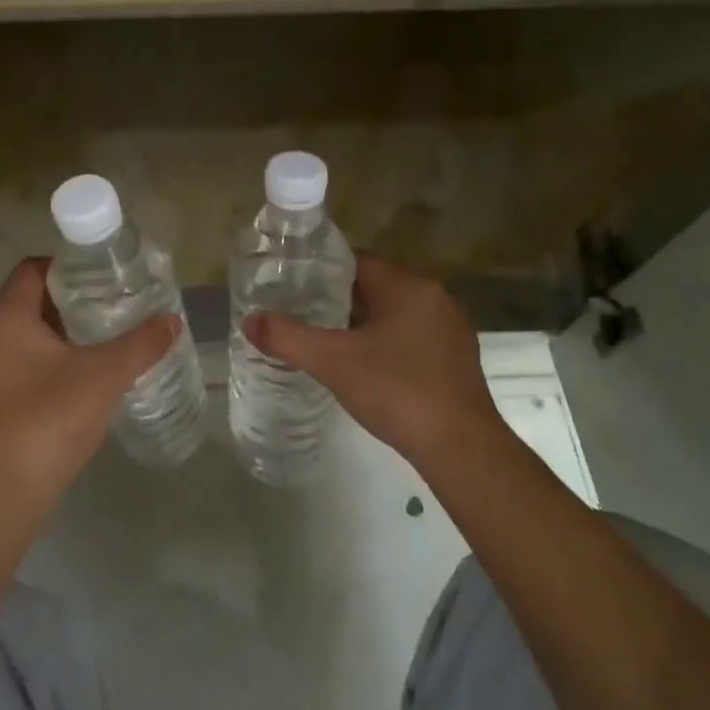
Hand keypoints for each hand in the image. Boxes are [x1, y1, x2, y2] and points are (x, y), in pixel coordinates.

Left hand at [0, 258, 180, 515]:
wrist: (5, 493)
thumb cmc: (49, 419)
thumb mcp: (105, 375)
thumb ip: (141, 344)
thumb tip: (173, 320)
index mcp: (8, 318)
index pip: (34, 269)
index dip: (70, 264)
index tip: (106, 272)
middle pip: (36, 300)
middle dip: (78, 299)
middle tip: (119, 300)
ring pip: (35, 334)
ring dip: (71, 331)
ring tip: (114, 333)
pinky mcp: (0, 399)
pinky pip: (32, 362)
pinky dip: (61, 359)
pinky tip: (94, 374)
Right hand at [244, 255, 506, 472]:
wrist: (460, 448)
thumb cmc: (396, 391)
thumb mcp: (332, 362)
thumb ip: (288, 338)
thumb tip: (249, 320)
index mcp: (408, 287)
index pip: (358, 261)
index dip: (323, 269)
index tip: (293, 282)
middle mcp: (434, 299)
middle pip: (375, 286)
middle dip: (338, 297)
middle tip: (301, 311)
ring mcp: (449, 330)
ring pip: (393, 313)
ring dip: (362, 322)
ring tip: (325, 338)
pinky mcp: (455, 360)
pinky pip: (410, 337)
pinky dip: (384, 343)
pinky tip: (363, 366)